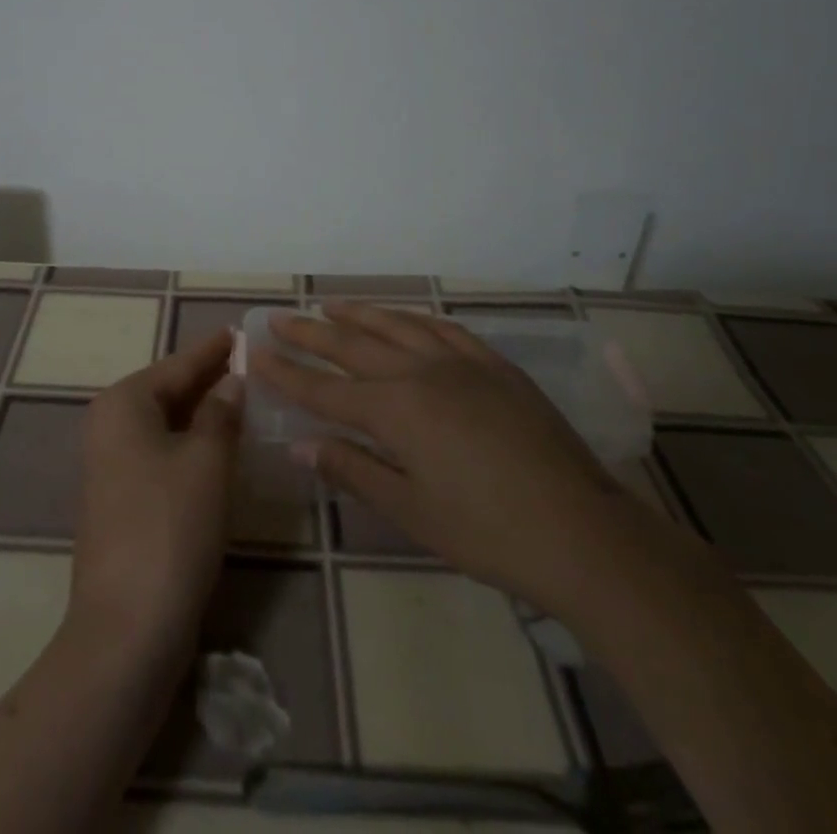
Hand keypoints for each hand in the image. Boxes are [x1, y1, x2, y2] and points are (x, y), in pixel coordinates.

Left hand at [70, 330, 241, 653]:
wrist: (128, 628)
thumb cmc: (170, 526)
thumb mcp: (207, 461)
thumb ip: (222, 412)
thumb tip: (232, 382)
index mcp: (124, 403)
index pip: (179, 364)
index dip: (213, 349)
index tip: (239, 331)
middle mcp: (110, 425)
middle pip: (169, 390)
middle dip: (209, 379)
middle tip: (252, 364)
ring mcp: (112, 465)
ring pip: (167, 424)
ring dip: (204, 413)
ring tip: (245, 398)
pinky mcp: (123, 500)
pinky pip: (163, 453)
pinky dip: (192, 443)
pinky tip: (222, 446)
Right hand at [253, 304, 640, 616]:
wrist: (581, 530)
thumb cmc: (488, 532)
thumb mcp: (411, 511)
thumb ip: (354, 469)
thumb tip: (302, 444)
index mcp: (396, 410)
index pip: (325, 388)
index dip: (287, 373)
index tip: (255, 353)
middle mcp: (420, 372)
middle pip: (353, 345)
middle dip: (311, 332)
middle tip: (279, 317)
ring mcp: (460, 363)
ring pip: (397, 325)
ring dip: (359, 314)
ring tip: (331, 304)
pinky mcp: (494, 365)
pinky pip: (443, 328)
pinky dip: (413, 319)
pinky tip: (403, 319)